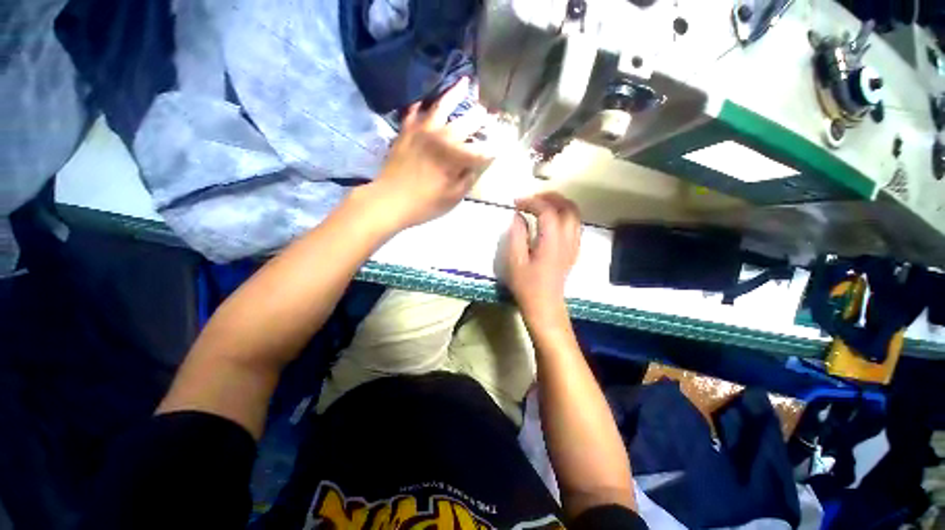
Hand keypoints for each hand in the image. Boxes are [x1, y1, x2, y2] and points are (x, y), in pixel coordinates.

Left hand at [369, 78, 494, 229]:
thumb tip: (478, 164)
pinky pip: (414, 110)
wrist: (390, 200)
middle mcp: (442, 137)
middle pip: (467, 123)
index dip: (493, 149)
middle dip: (480, 118)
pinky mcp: (406, 130)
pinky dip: (421, 102)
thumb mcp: (454, 197)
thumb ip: (469, 178)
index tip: (500, 147)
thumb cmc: (426, 203)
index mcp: (456, 156)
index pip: (482, 150)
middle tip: (488, 114)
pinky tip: (426, 96)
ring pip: (442, 106)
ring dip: (455, 94)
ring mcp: (422, 130)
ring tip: (465, 82)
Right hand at [504, 192, 581, 324]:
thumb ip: (516, 234)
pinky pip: (574, 224)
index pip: (547, 211)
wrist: (545, 306)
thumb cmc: (527, 285)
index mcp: (552, 242)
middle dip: (549, 197)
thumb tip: (518, 216)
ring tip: (540, 204)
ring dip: (559, 204)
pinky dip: (564, 214)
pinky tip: (550, 219)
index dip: (532, 202)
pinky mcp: (574, 250)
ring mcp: (574, 245)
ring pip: (574, 214)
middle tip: (531, 199)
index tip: (516, 203)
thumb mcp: (515, 260)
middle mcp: (567, 240)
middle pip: (567, 207)